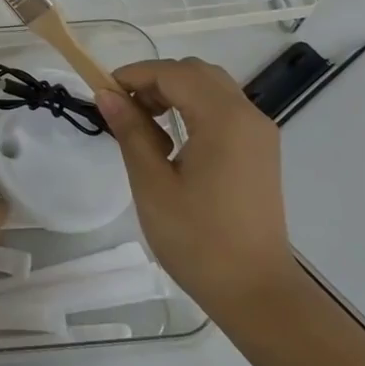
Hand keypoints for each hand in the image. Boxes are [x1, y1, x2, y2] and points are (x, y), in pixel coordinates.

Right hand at [95, 58, 299, 322]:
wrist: (257, 293)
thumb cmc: (198, 240)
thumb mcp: (153, 184)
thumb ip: (131, 131)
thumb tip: (107, 95)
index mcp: (223, 119)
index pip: (173, 73)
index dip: (134, 75)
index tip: (103, 93)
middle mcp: (248, 115)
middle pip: (195, 72)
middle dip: (155, 80)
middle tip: (124, 109)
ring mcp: (259, 133)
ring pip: (211, 87)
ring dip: (174, 92)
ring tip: (145, 125)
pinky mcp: (261, 150)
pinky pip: (224, 109)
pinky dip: (194, 108)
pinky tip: (173, 142)